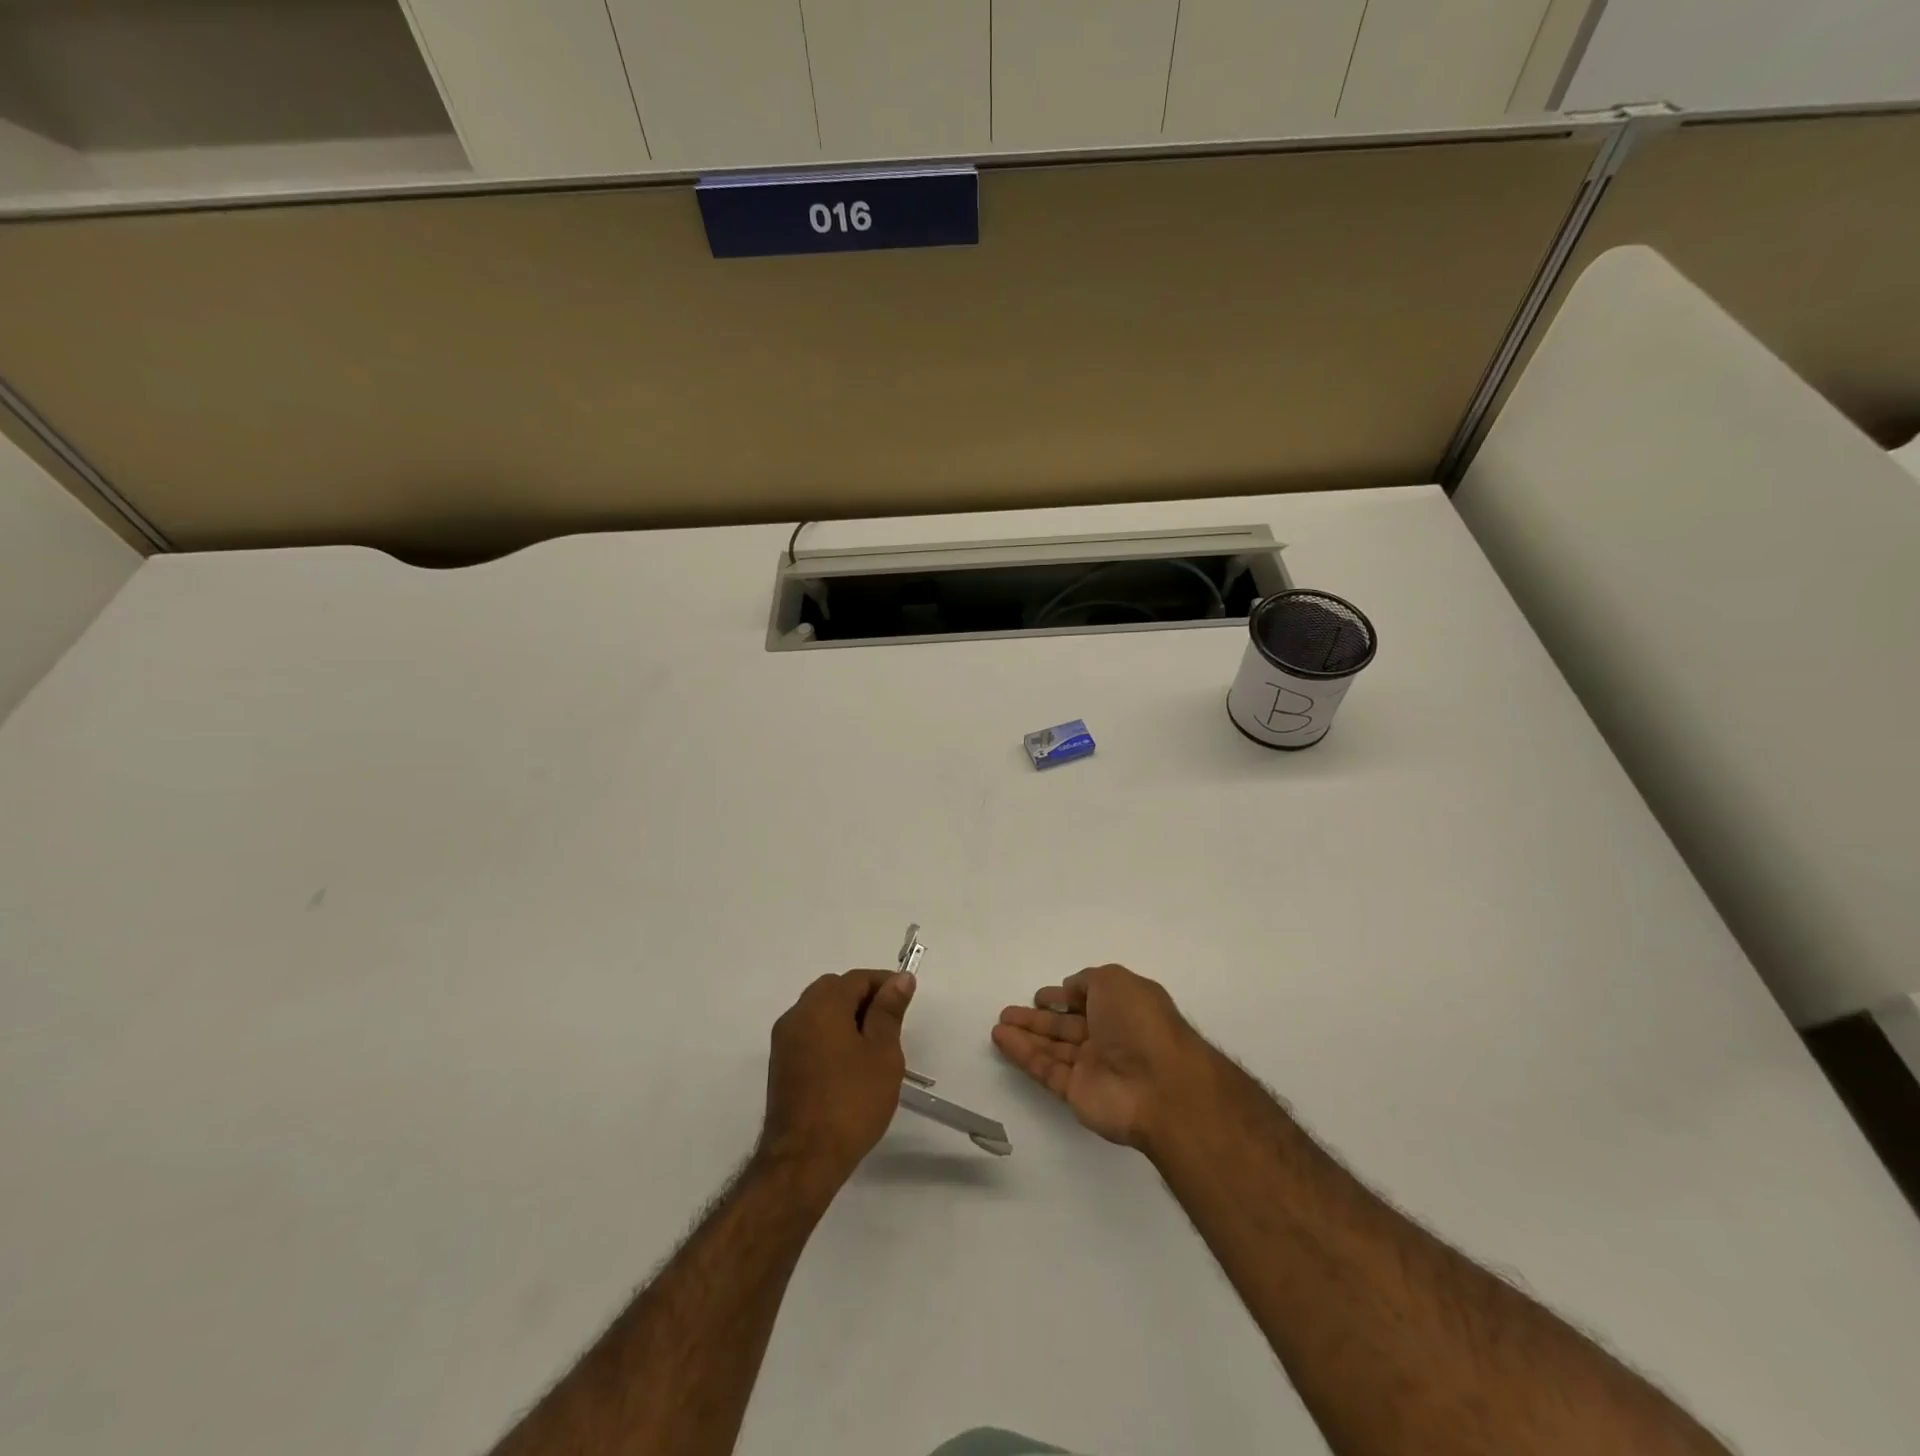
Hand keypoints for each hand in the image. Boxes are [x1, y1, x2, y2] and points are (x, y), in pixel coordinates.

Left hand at [759, 969, 916, 1192]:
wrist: (804, 1160)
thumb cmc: (851, 1101)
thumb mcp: (883, 1053)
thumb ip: (889, 1011)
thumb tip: (900, 979)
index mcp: (822, 1005)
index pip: (856, 978)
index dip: (884, 984)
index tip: (906, 1000)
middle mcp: (797, 1015)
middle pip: (834, 990)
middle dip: (863, 998)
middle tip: (890, 1024)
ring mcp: (784, 1041)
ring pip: (819, 1012)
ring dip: (846, 1017)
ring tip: (873, 1047)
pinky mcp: (780, 1066)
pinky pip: (809, 1034)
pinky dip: (830, 1036)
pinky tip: (849, 1065)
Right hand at [992, 964, 1210, 1150]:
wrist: (1160, 1086)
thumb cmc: (1140, 1023)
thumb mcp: (1115, 981)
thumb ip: (1088, 980)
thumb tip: (1070, 988)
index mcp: (1122, 1008)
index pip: (1087, 1000)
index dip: (1064, 997)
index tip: (1040, 996)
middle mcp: (1108, 1036)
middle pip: (1066, 1026)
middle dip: (1038, 1018)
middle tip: (1008, 1012)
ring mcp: (1093, 1066)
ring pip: (1052, 1048)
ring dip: (1025, 1035)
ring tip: (998, 1025)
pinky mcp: (1077, 1092)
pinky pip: (1046, 1069)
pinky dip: (1023, 1055)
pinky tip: (1002, 1040)